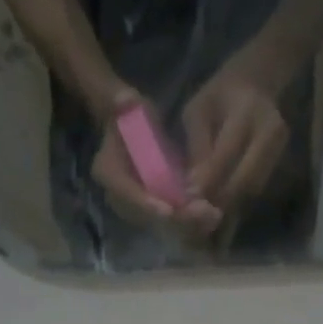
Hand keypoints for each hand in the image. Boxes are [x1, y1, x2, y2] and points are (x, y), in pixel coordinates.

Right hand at [91, 89, 222, 232]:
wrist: (130, 127)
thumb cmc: (129, 114)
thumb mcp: (125, 105)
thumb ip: (123, 104)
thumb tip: (125, 100)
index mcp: (107, 171)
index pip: (124, 191)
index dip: (145, 203)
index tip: (169, 211)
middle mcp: (118, 197)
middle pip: (146, 216)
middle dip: (175, 218)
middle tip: (203, 213)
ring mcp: (137, 207)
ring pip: (162, 223)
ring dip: (188, 222)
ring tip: (214, 215)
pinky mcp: (154, 209)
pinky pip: (172, 221)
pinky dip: (192, 221)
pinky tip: (214, 215)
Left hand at [181, 69, 287, 215]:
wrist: (256, 84)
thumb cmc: (219, 96)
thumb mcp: (198, 111)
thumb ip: (197, 146)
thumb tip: (193, 187)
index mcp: (246, 111)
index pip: (227, 153)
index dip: (208, 179)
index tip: (189, 197)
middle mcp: (270, 131)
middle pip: (247, 177)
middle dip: (221, 198)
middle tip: (200, 213)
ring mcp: (280, 148)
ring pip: (254, 187)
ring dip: (231, 203)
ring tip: (208, 211)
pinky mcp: (280, 160)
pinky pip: (258, 186)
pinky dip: (239, 198)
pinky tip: (222, 202)